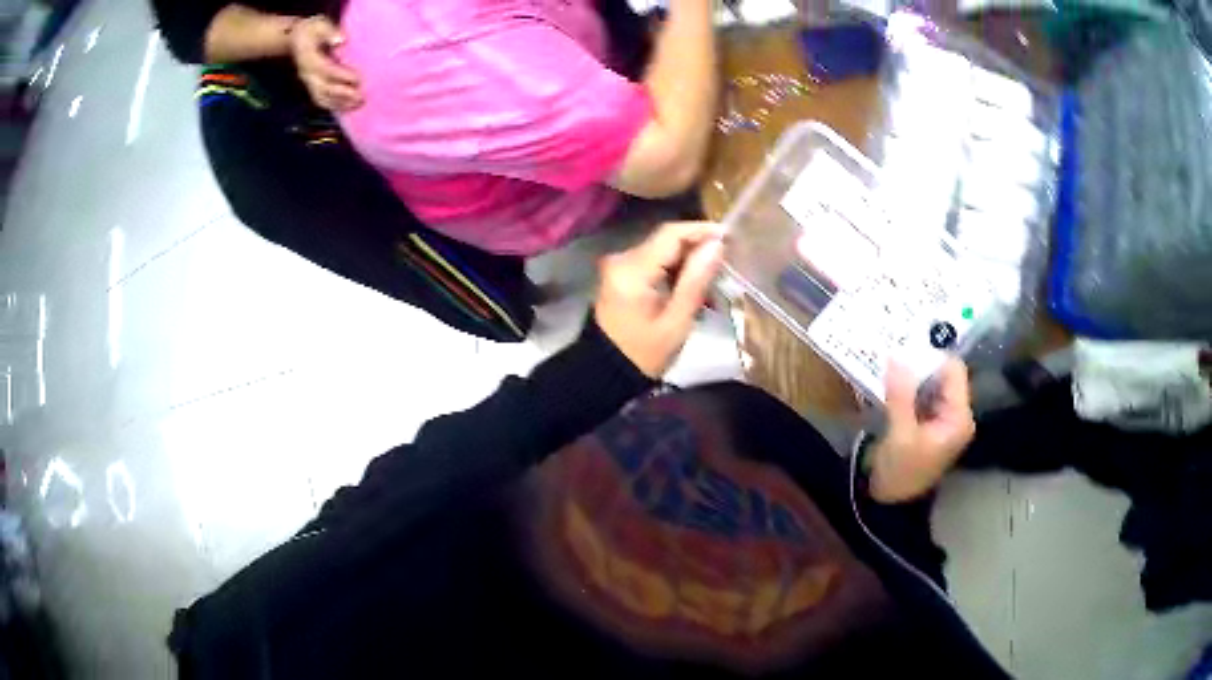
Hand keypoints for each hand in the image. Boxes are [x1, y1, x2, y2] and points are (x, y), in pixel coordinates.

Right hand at [289, 16, 362, 111]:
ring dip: (339, 103)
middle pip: (324, 88)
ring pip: (322, 98)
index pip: (326, 70)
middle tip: (361, 97)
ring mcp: (308, 82)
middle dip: (342, 94)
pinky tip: (348, 107)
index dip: (341, 75)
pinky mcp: (311, 86)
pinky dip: (333, 105)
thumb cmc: (312, 29)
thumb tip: (341, 40)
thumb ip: (329, 32)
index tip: (358, 79)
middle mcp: (307, 74)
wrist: (295, 39)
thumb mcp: (319, 25)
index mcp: (308, 58)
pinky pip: (321, 100)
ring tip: (358, 104)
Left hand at [594, 222, 724, 377]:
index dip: (702, 230)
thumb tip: (717, 245)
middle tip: (726, 264)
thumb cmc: (644, 353)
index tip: (730, 238)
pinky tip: (692, 288)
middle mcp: (622, 259)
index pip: (671, 234)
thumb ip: (696, 280)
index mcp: (633, 269)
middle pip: (666, 240)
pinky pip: (653, 262)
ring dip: (688, 261)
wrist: (606, 371)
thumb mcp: (677, 321)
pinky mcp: (621, 275)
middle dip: (698, 248)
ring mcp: (619, 266)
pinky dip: (674, 270)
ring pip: (662, 250)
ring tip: (714, 281)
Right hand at [868, 358, 975, 502]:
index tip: (905, 346)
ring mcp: (943, 419)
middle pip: (943, 375)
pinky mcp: (929, 423)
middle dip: (920, 364)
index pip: (953, 371)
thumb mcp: (899, 434)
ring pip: (931, 383)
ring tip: (889, 365)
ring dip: (912, 375)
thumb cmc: (899, 473)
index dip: (931, 357)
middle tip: (893, 351)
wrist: (888, 505)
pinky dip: (908, 387)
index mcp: (958, 417)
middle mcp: (956, 414)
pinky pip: (922, 395)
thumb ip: (901, 394)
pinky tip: (890, 383)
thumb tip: (896, 356)